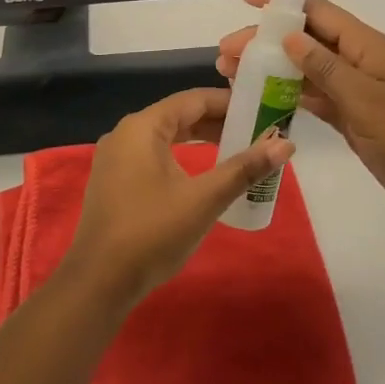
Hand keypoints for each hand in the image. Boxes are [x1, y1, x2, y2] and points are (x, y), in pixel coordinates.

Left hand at [60, 87, 294, 307]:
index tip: (261, 110)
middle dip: (218, 122)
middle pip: (179, 115)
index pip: (193, 100)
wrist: (98, 283)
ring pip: (167, 136)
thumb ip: (244, 168)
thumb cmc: (152, 233)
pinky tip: (203, 172)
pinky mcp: (115, 181)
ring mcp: (116, 158)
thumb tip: (286, 144)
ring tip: (237, 148)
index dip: (229, 102)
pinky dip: (182, 156)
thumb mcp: (204, 199)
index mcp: (143, 127)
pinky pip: (154, 155)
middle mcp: (126, 133)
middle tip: (256, 131)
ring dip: (201, 139)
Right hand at [217, 0, 384, 222]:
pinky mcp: (352, 118)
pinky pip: (314, 98)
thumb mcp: (366, 99)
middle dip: (265, 41)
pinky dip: (287, 96)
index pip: (317, 12)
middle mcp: (357, 61)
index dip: (282, 2)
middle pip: (305, 40)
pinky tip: (261, 99)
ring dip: (271, 68)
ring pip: (305, 69)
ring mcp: (354, 91)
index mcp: (365, 46)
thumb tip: (290, 36)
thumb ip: (326, 68)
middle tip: (225, 52)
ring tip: (230, 73)